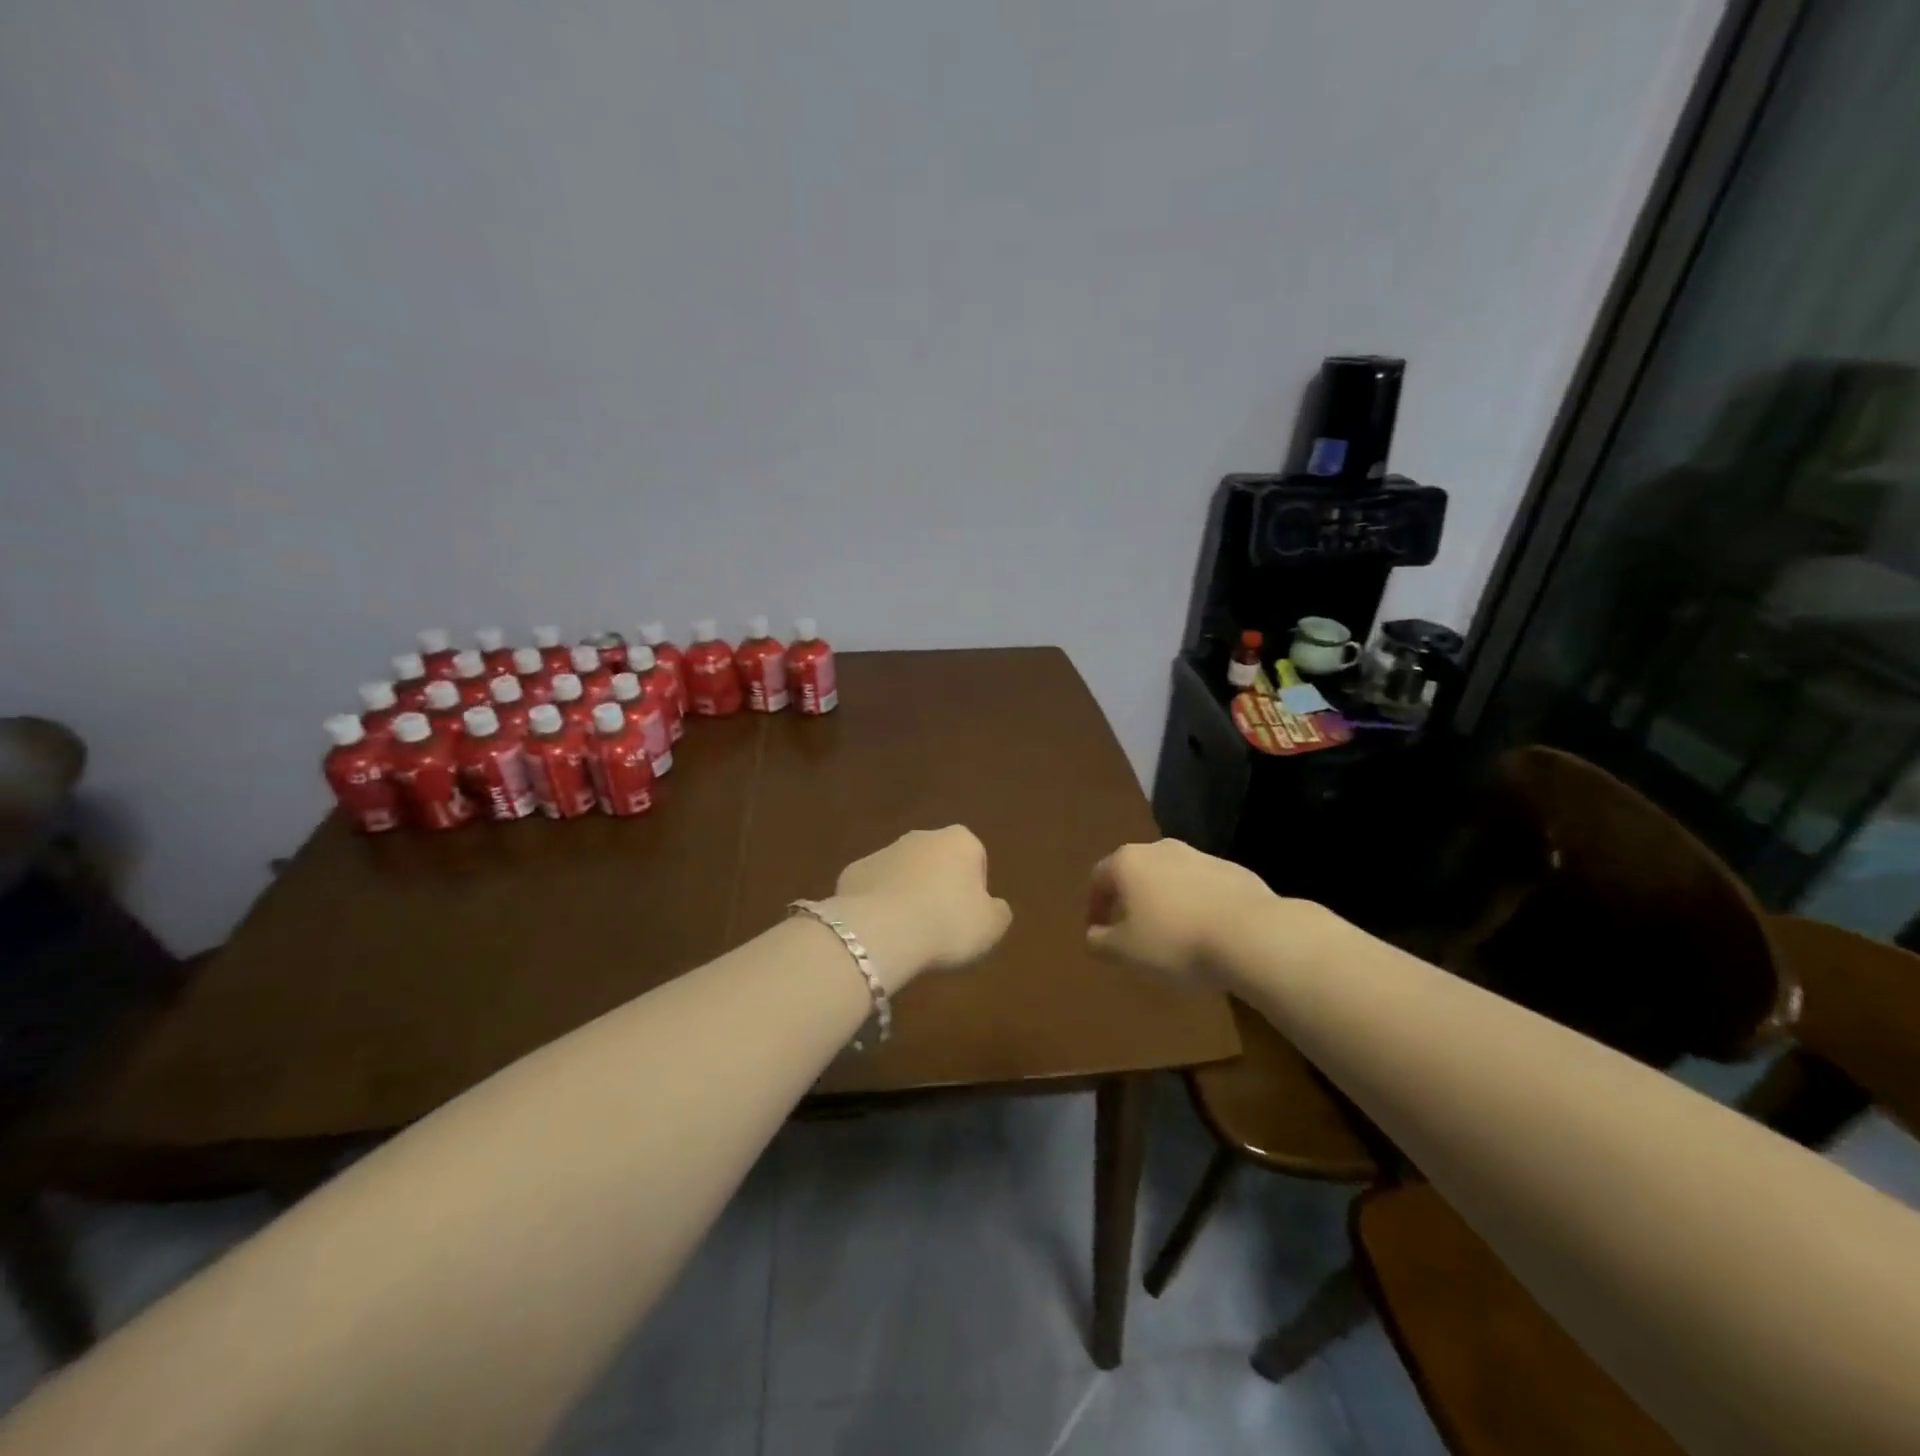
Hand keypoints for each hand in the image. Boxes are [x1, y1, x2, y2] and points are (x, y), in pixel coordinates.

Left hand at [828, 826, 1012, 988]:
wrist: (883, 931)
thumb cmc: (948, 924)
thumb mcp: (991, 927)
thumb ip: (998, 911)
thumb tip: (993, 906)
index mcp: (960, 840)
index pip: (976, 858)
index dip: (974, 889)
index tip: (968, 917)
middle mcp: (921, 836)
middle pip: (937, 861)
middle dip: (938, 886)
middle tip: (940, 925)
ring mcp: (883, 851)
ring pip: (902, 872)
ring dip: (907, 894)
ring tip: (909, 933)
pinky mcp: (853, 871)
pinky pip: (872, 888)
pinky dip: (877, 905)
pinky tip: (881, 931)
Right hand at [1086, 839, 1278, 986]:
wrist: (1251, 934)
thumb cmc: (1175, 940)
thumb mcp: (1126, 951)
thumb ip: (1101, 942)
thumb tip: (1092, 935)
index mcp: (1128, 862)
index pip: (1099, 878)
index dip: (1094, 905)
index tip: (1096, 931)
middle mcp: (1161, 849)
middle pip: (1136, 872)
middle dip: (1130, 899)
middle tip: (1131, 930)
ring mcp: (1200, 856)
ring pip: (1171, 877)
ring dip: (1165, 900)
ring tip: (1171, 935)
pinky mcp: (1233, 870)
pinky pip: (1203, 887)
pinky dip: (1196, 904)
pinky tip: (1205, 932)